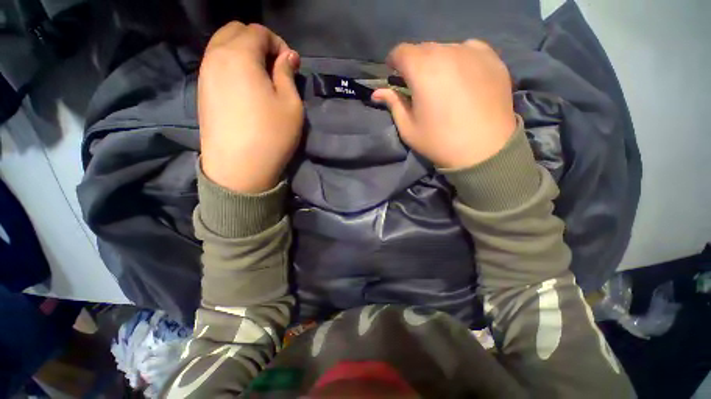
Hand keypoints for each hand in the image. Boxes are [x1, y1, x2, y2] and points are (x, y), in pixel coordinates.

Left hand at [199, 22, 302, 192]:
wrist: (239, 168)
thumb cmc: (271, 135)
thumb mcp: (290, 105)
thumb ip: (287, 74)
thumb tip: (287, 56)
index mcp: (239, 55)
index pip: (258, 31)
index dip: (278, 43)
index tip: (290, 64)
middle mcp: (216, 57)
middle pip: (235, 31)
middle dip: (258, 41)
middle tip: (275, 66)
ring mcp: (204, 74)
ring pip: (222, 46)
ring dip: (244, 52)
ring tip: (262, 76)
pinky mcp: (202, 92)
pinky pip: (216, 64)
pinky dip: (232, 65)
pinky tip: (246, 87)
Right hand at [372, 40, 516, 168]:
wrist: (484, 150)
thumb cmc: (439, 141)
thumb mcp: (409, 128)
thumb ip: (393, 104)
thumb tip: (377, 93)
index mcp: (422, 70)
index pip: (401, 52)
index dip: (394, 62)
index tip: (395, 76)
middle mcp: (447, 52)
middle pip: (423, 49)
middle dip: (415, 64)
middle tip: (418, 85)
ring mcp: (473, 52)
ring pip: (445, 48)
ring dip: (437, 62)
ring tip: (442, 84)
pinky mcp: (492, 58)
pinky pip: (468, 50)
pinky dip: (460, 60)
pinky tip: (463, 79)